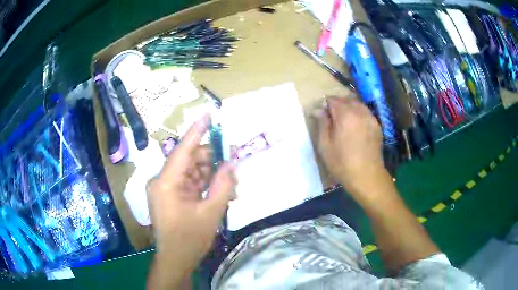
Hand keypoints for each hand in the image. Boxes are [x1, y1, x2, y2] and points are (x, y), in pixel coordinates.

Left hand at [147, 114, 235, 287]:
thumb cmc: (190, 239)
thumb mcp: (211, 212)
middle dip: (212, 162)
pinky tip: (221, 194)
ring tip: (231, 189)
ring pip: (192, 172)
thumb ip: (222, 185)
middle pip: (190, 161)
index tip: (208, 115)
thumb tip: (231, 163)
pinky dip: (205, 185)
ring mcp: (165, 189)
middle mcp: (162, 181)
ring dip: (212, 176)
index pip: (183, 150)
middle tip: (234, 167)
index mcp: (166, 183)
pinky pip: (190, 183)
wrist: (176, 260)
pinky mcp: (170, 196)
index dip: (197, 132)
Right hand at [318, 96, 384, 195]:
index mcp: (345, 114)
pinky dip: (359, 114)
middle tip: (332, 118)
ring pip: (357, 104)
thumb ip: (322, 124)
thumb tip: (319, 110)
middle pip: (346, 99)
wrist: (367, 176)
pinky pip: (366, 113)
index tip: (322, 114)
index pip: (333, 99)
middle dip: (338, 104)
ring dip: (349, 108)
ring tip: (344, 121)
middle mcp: (359, 111)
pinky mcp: (377, 125)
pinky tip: (356, 126)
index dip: (326, 104)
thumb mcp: (325, 145)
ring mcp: (370, 117)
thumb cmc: (342, 162)